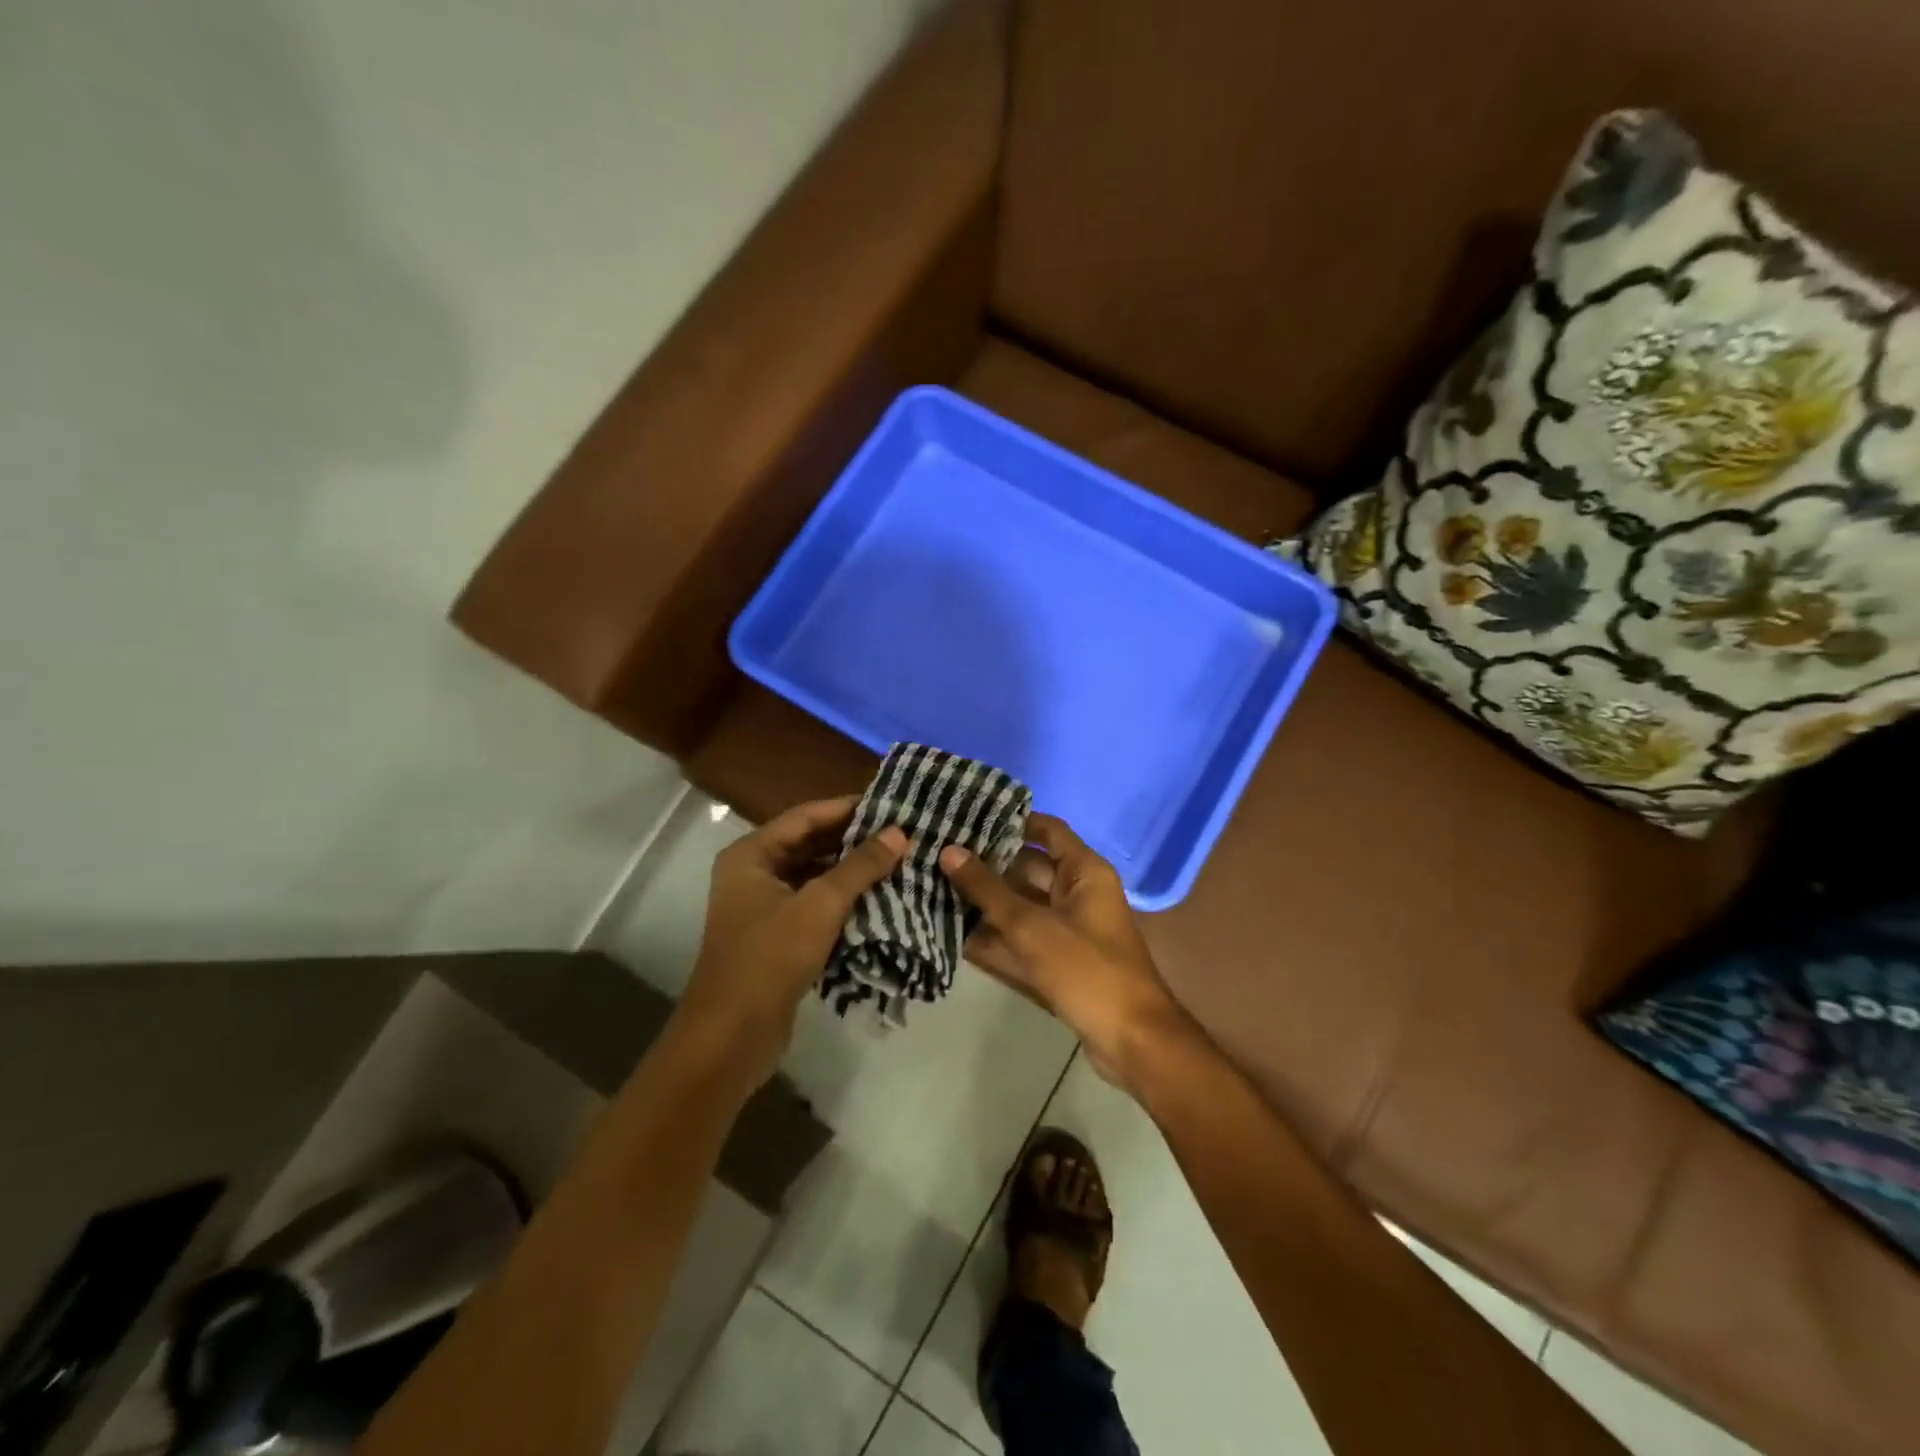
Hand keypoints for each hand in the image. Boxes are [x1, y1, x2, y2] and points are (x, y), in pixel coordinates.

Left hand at [677, 796, 907, 1089]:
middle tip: (902, 833)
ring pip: (815, 875)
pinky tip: (880, 898)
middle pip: (810, 844)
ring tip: (899, 861)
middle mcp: (754, 873)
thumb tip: (899, 833)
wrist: (731, 1037)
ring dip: (852, 871)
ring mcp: (764, 906)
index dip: (848, 807)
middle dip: (854, 839)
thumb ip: (860, 866)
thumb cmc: (769, 958)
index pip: (806, 816)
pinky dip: (844, 899)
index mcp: (751, 854)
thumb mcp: (820, 906)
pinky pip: (815, 904)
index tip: (891, 804)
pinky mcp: (777, 936)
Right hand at [938, 815, 1186, 1087]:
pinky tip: (953, 933)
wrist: (1131, 1042)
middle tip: (938, 855)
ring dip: (985, 903)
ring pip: (1021, 906)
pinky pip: (1022, 938)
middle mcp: (1077, 893)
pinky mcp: (1059, 960)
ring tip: (935, 888)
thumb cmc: (1086, 970)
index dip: (1010, 821)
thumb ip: (988, 889)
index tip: (967, 817)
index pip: (1045, 830)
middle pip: (1027, 868)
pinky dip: (995, 936)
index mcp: (1084, 872)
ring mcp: (1068, 929)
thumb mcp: (1031, 926)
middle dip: (986, 865)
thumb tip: (949, 850)